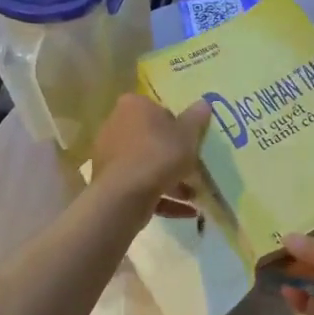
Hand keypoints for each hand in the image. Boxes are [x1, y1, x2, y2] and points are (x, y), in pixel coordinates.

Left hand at [92, 94, 209, 212]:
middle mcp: (115, 126)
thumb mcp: (188, 134)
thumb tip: (204, 102)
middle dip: (172, 155)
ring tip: (194, 195)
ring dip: (170, 180)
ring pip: (146, 165)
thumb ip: (197, 118)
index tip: (191, 140)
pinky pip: (140, 187)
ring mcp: (109, 156)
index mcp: (133, 106)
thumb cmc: (158, 154)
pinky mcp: (109, 183)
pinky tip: (186, 212)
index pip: (157, 109)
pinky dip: (161, 197)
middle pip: (150, 138)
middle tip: (194, 168)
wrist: (125, 195)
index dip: (177, 124)